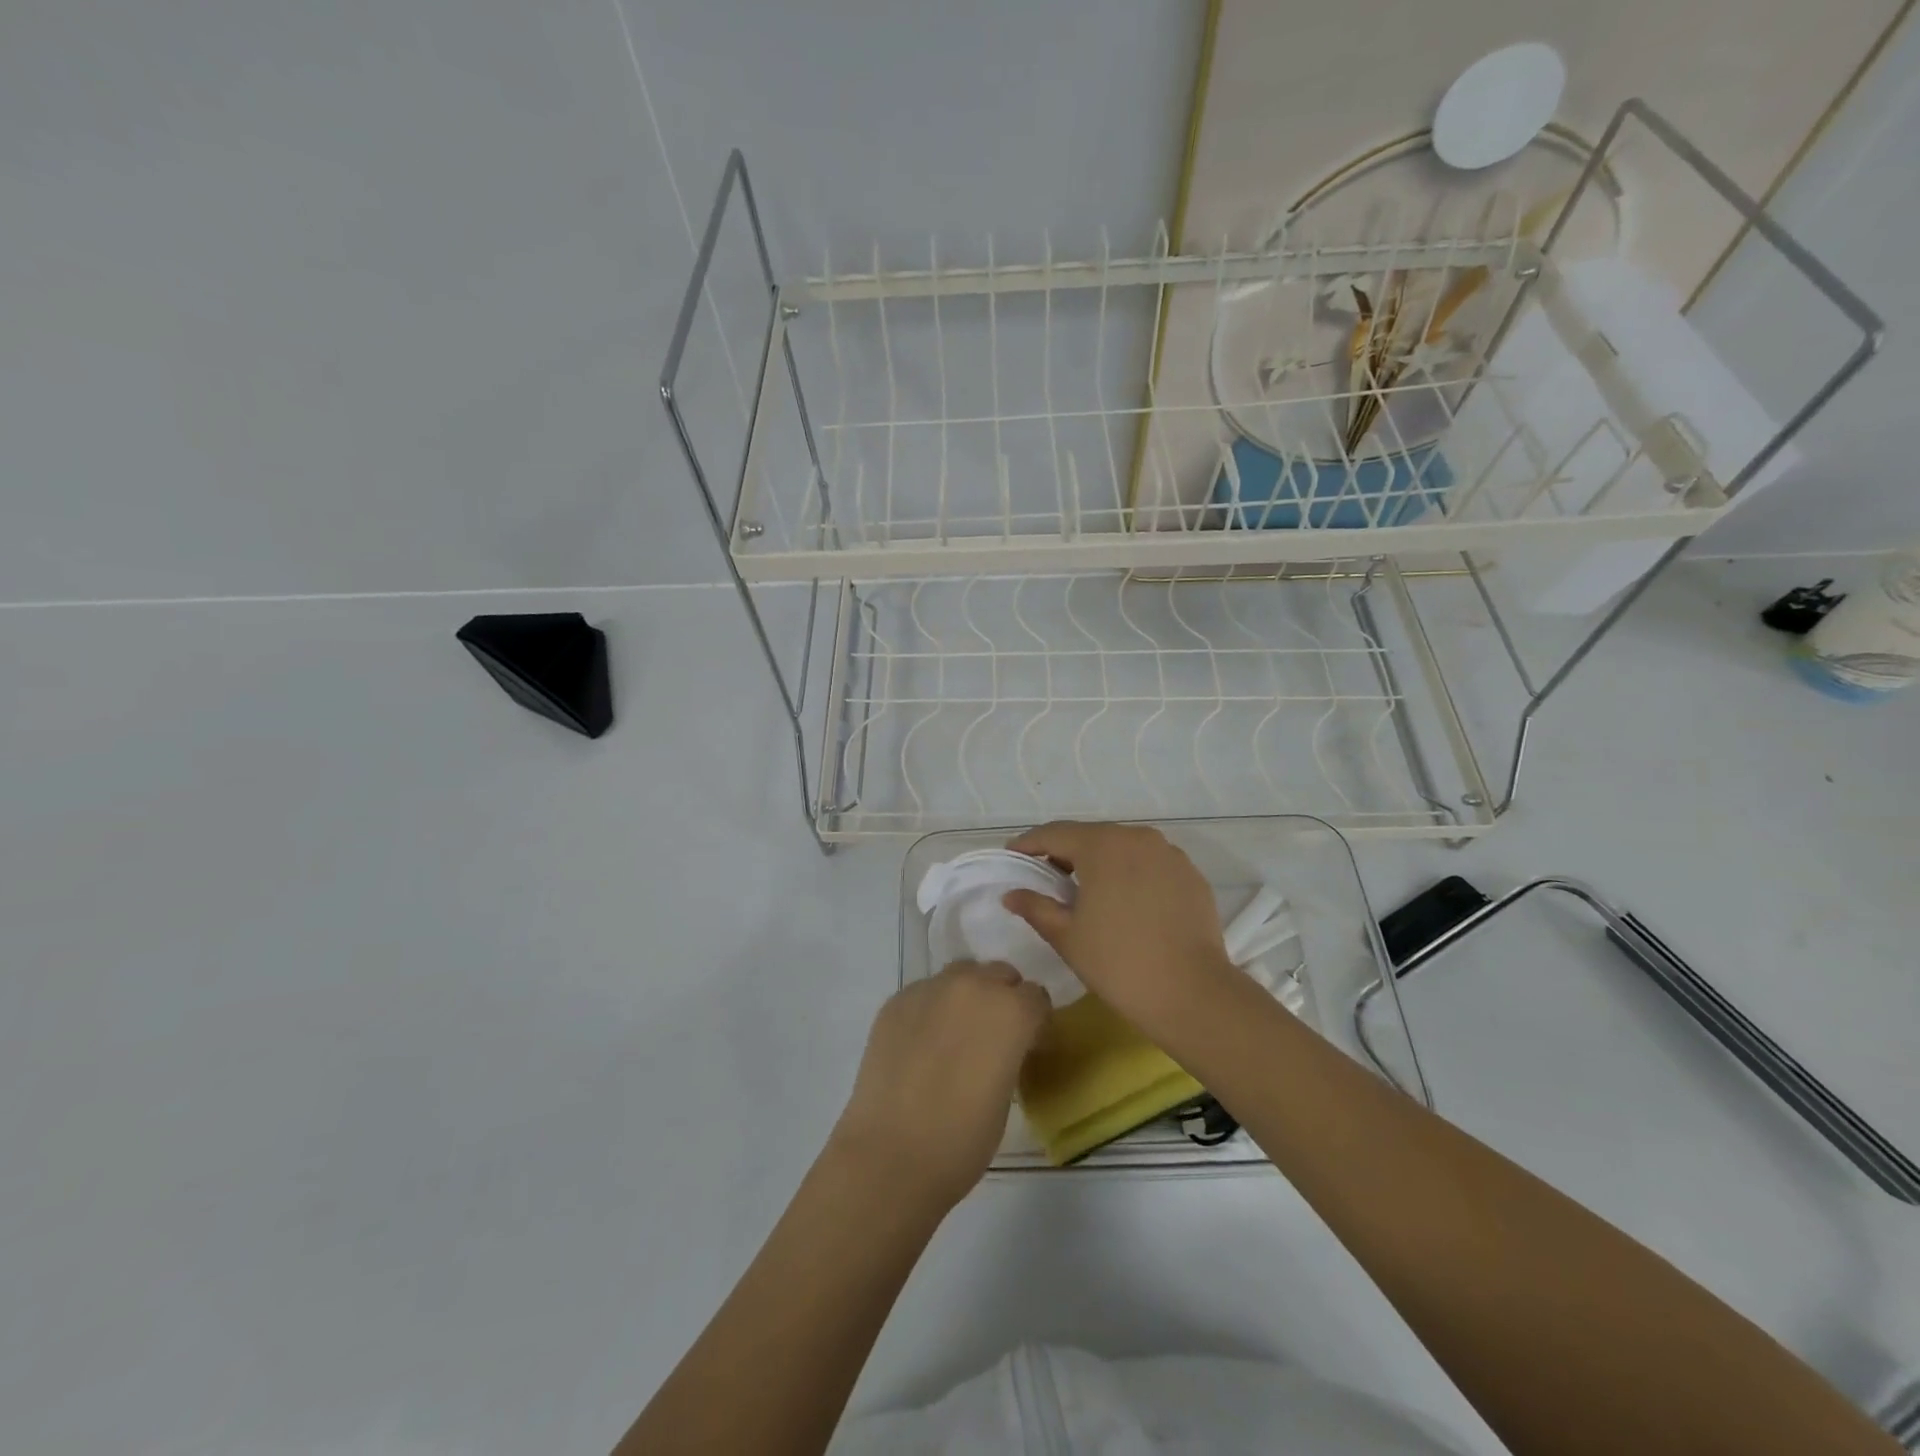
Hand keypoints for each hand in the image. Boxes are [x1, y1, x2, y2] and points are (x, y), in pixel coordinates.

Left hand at [830, 962, 1049, 1211]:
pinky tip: (921, 1045)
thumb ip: (1010, 1052)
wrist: (890, 1156)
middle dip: (1003, 999)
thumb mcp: (1007, 1093)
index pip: (1036, 997)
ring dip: (967, 996)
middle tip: (993, 1039)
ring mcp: (929, 988)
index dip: (1035, 1022)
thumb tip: (1002, 1045)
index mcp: (1010, 1010)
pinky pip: (925, 992)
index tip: (1027, 1046)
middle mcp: (972, 986)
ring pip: (961, 975)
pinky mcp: (896, 1000)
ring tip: (956, 1035)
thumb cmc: (962, 1139)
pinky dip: (931, 1009)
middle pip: (999, 974)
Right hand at [1002, 821, 1237, 1031]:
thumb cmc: (1118, 962)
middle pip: (1090, 836)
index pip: (1055, 834)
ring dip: (1099, 861)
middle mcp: (1137, 837)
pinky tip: (1124, 901)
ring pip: (1122, 847)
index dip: (1029, 844)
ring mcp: (1169, 854)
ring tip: (1085, 889)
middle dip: (1065, 851)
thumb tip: (1012, 894)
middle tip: (1045, 875)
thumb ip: (1036, 907)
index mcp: (1102, 845)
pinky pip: (1150, 864)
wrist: (1192, 993)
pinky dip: (1130, 873)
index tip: (1012, 855)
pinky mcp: (1190, 874)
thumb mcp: (1067, 936)